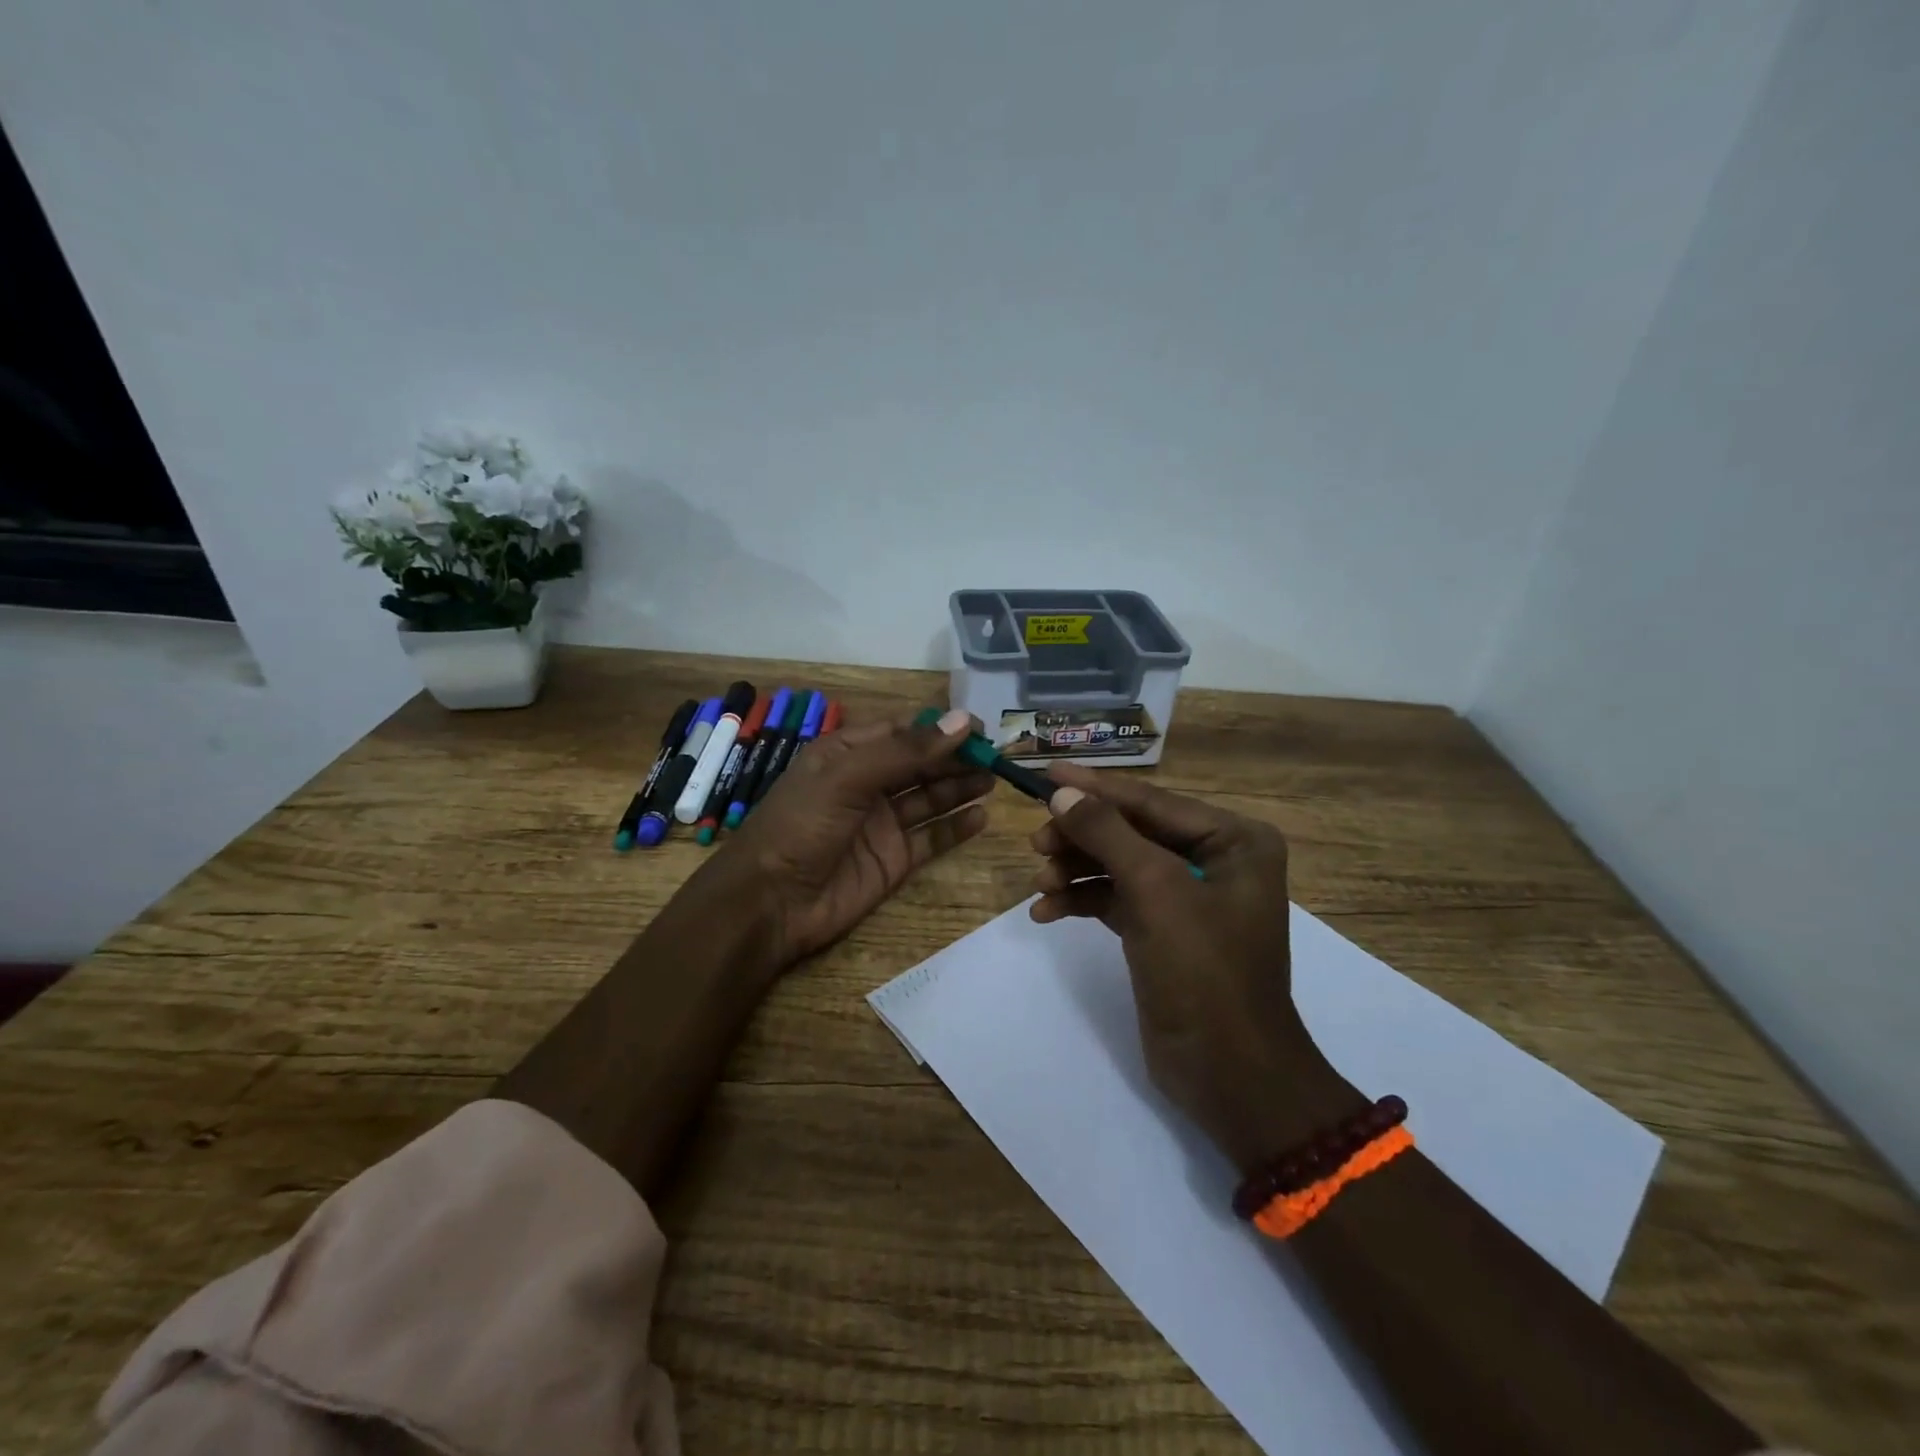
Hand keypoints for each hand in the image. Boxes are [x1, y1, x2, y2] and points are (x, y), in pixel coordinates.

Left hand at [715, 708, 993, 966]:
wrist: (770, 903)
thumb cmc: (801, 826)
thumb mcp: (847, 777)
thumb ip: (906, 752)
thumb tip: (962, 722)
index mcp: (847, 754)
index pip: (903, 732)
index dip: (941, 728)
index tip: (980, 728)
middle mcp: (867, 784)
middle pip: (921, 764)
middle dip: (956, 758)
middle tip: (996, 756)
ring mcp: (881, 823)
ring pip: (930, 798)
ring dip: (960, 787)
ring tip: (994, 779)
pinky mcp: (893, 859)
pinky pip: (931, 838)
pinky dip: (956, 827)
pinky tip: (981, 816)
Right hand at [1029, 763, 1363, 1170]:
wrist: (1228, 1074)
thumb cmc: (1204, 972)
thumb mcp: (1155, 892)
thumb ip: (1108, 835)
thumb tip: (1063, 793)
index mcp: (1234, 841)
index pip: (1152, 803)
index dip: (1096, 789)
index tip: (1046, 773)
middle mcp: (1214, 861)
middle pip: (1131, 832)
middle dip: (1082, 837)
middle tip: (1037, 842)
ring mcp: (1187, 898)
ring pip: (1118, 865)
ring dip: (1076, 870)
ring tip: (1040, 884)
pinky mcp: (1161, 931)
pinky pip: (1115, 900)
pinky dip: (1082, 901)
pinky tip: (1046, 913)